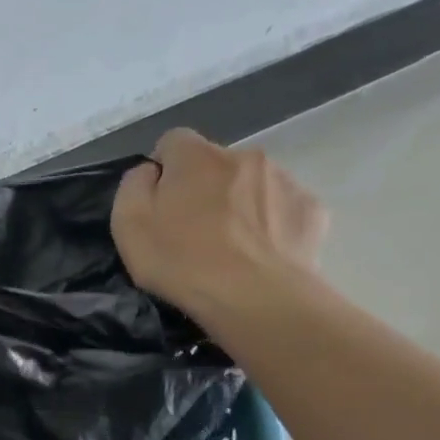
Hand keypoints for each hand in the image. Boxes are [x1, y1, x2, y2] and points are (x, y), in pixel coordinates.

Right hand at [111, 129, 328, 328]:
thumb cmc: (182, 261)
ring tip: (230, 249)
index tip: (159, 205)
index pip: (173, 141)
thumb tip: (150, 171)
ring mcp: (284, 180)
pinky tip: (261, 255)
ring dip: (239, 205)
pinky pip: (283, 209)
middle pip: (215, 164)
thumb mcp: (128, 226)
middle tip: (192, 233)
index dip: (162, 170)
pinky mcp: (311, 210)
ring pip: (252, 184)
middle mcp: (244, 156)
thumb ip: (133, 186)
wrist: (255, 298)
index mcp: (196, 156)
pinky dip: (271, 225)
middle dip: (203, 188)